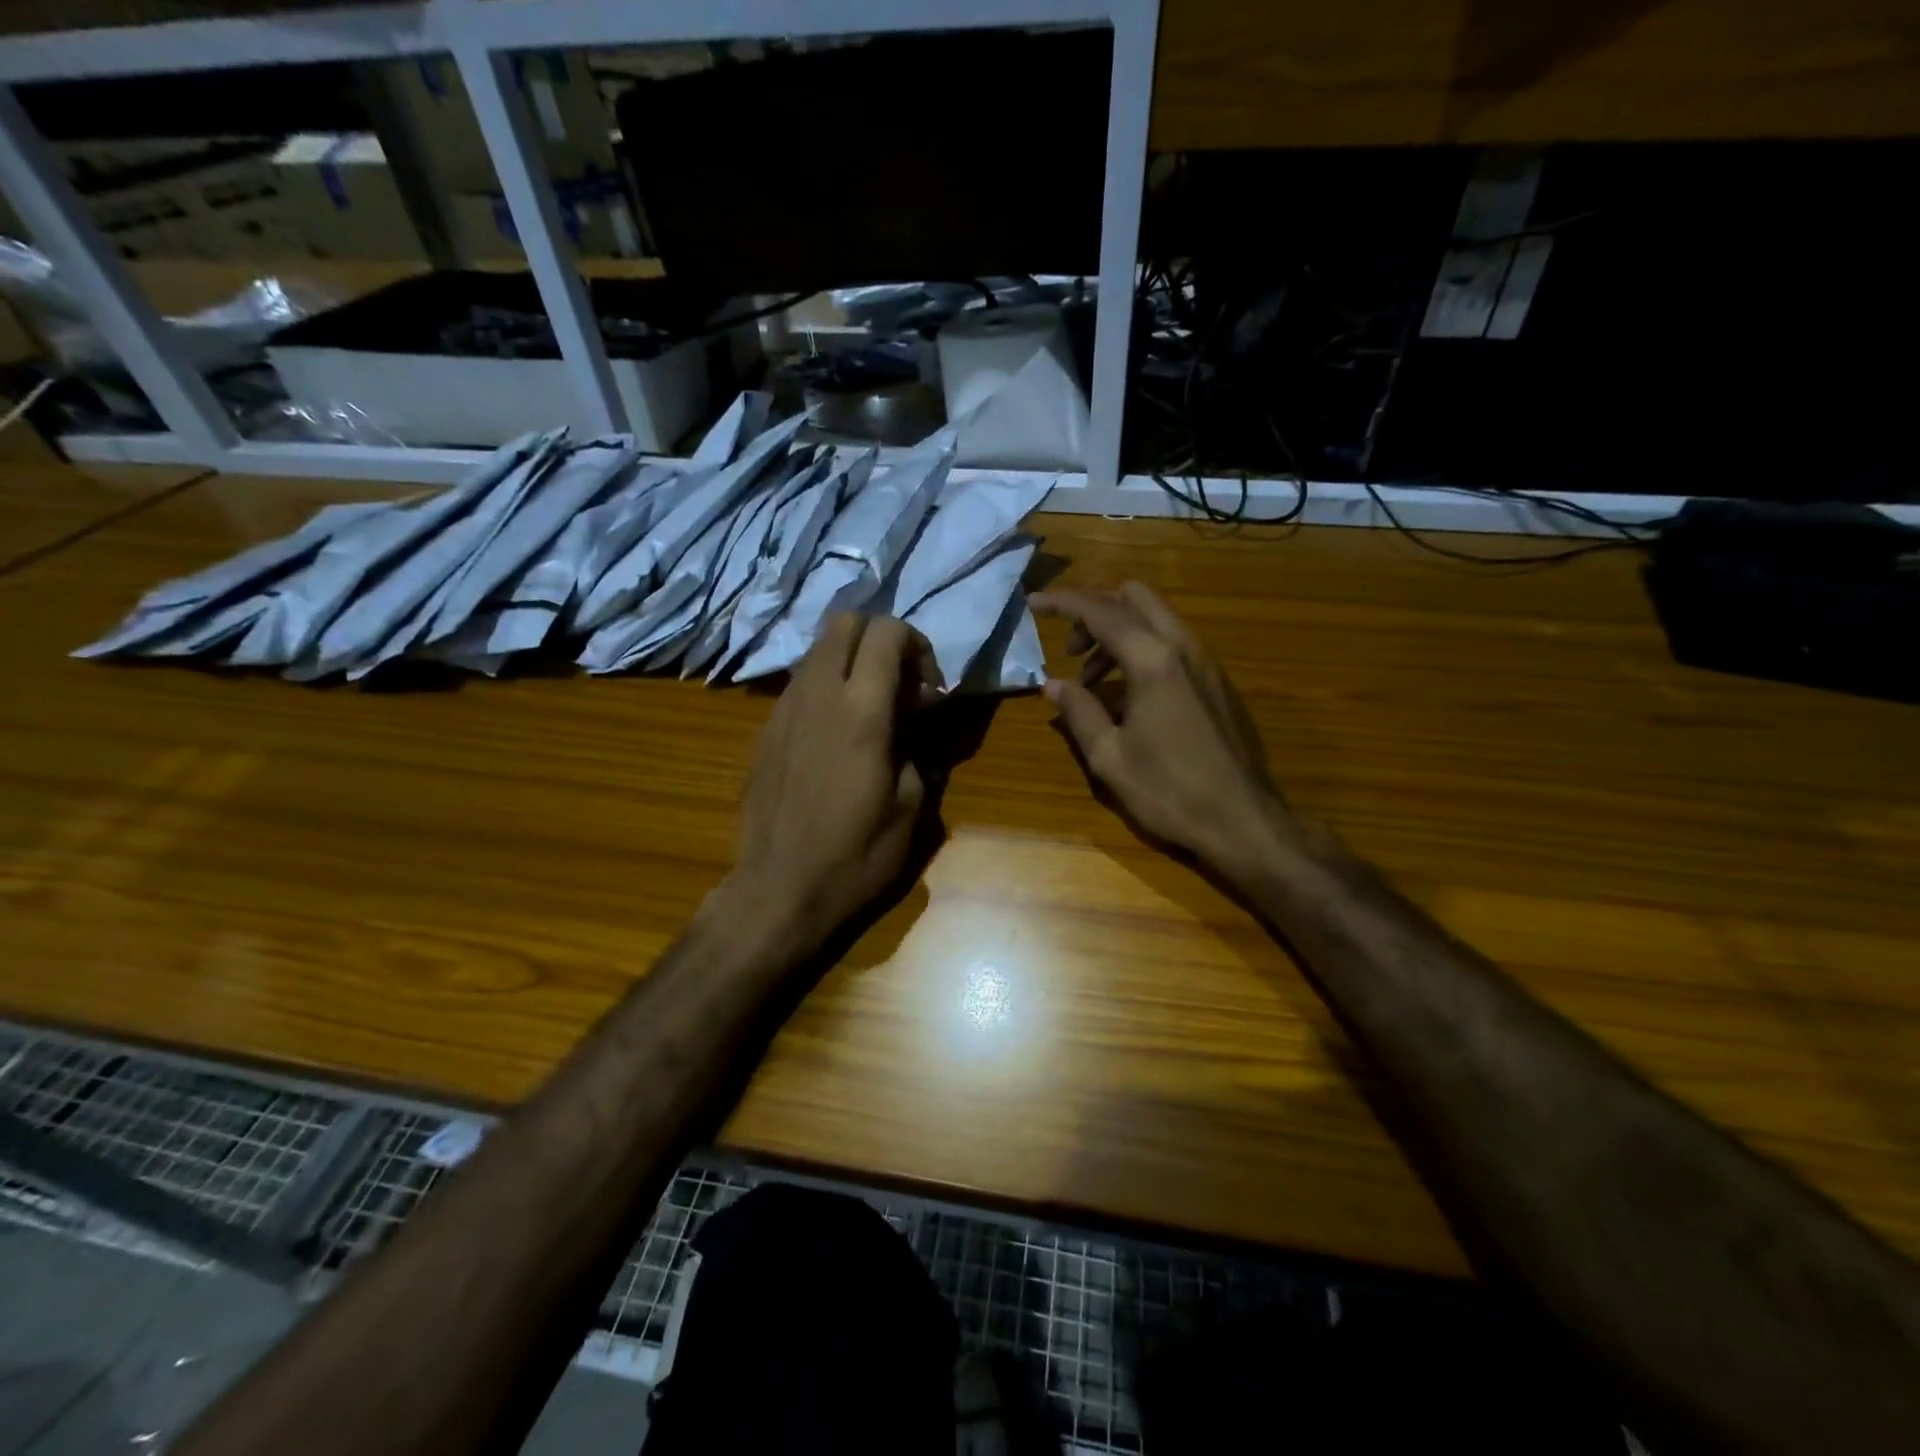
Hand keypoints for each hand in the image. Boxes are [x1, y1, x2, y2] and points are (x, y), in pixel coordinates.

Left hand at [727, 613, 938, 950]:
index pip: (886, 632)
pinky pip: (800, 683)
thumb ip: (917, 748)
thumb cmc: (855, 855)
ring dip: (851, 661)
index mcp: (861, 712)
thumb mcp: (910, 808)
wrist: (779, 889)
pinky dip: (826, 687)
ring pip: (818, 649)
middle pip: (845, 621)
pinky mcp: (766, 729)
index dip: (917, 645)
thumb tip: (913, 720)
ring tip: (870, 708)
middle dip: (880, 638)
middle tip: (900, 683)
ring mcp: (784, 709)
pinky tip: (837, 734)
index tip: (929, 690)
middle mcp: (818, 695)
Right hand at [1033, 583, 1289, 871]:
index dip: (1062, 603)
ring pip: (1155, 619)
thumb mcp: (1108, 756)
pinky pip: (1171, 643)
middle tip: (1068, 649)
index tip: (1033, 604)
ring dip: (1117, 633)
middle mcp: (1182, 647)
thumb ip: (1078, 711)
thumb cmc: (1168, 791)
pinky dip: (1140, 649)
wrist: (1240, 820)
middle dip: (1094, 610)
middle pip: (1134, 598)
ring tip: (1089, 680)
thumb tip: (1053, 684)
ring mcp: (1204, 662)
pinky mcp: (1215, 681)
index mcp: (1153, 660)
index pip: (1100, 611)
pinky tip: (1125, 695)